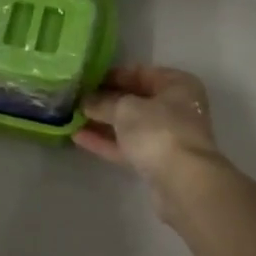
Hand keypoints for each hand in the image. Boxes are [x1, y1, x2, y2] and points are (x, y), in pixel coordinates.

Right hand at [77, 66, 223, 190]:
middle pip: (135, 100)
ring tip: (71, 118)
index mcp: (177, 84)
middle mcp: (176, 107)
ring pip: (130, 126)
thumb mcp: (125, 108)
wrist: (184, 183)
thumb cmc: (159, 130)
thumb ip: (103, 102)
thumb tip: (86, 100)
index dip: (112, 75)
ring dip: (103, 123)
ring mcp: (168, 137)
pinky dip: (107, 142)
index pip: (140, 73)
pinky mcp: (158, 163)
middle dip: (105, 101)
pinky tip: (79, 137)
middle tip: (76, 99)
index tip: (86, 79)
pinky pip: (129, 147)